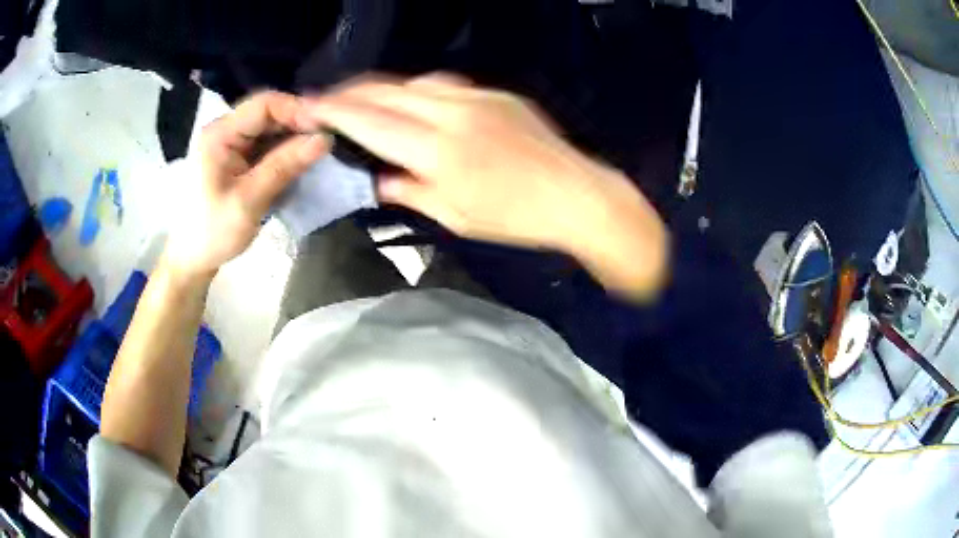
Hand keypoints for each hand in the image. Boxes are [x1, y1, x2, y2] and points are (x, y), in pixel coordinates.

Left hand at [164, 92, 329, 278]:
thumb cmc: (212, 232)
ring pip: (270, 128)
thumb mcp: (249, 201)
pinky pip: (265, 144)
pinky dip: (284, 151)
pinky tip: (298, 162)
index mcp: (219, 134)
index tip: (325, 130)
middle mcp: (224, 130)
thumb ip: (284, 166)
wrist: (191, 259)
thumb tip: (325, 139)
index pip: (264, 105)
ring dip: (293, 138)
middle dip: (298, 124)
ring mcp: (230, 144)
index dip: (297, 111)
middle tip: (325, 143)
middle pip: (268, 113)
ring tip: (316, 153)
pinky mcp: (236, 158)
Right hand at [298, 76, 668, 297]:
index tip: (310, 107)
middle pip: (386, 92)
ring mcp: (476, 98)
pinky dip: (418, 91)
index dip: (335, 112)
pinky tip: (413, 102)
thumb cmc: (515, 217)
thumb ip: (410, 191)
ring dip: (382, 88)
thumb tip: (379, 180)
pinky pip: (445, 85)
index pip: (370, 121)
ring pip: (413, 83)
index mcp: (436, 149)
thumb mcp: (455, 216)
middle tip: (327, 99)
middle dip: (350, 92)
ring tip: (364, 99)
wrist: (576, 195)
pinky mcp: (496, 94)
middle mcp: (451, 113)